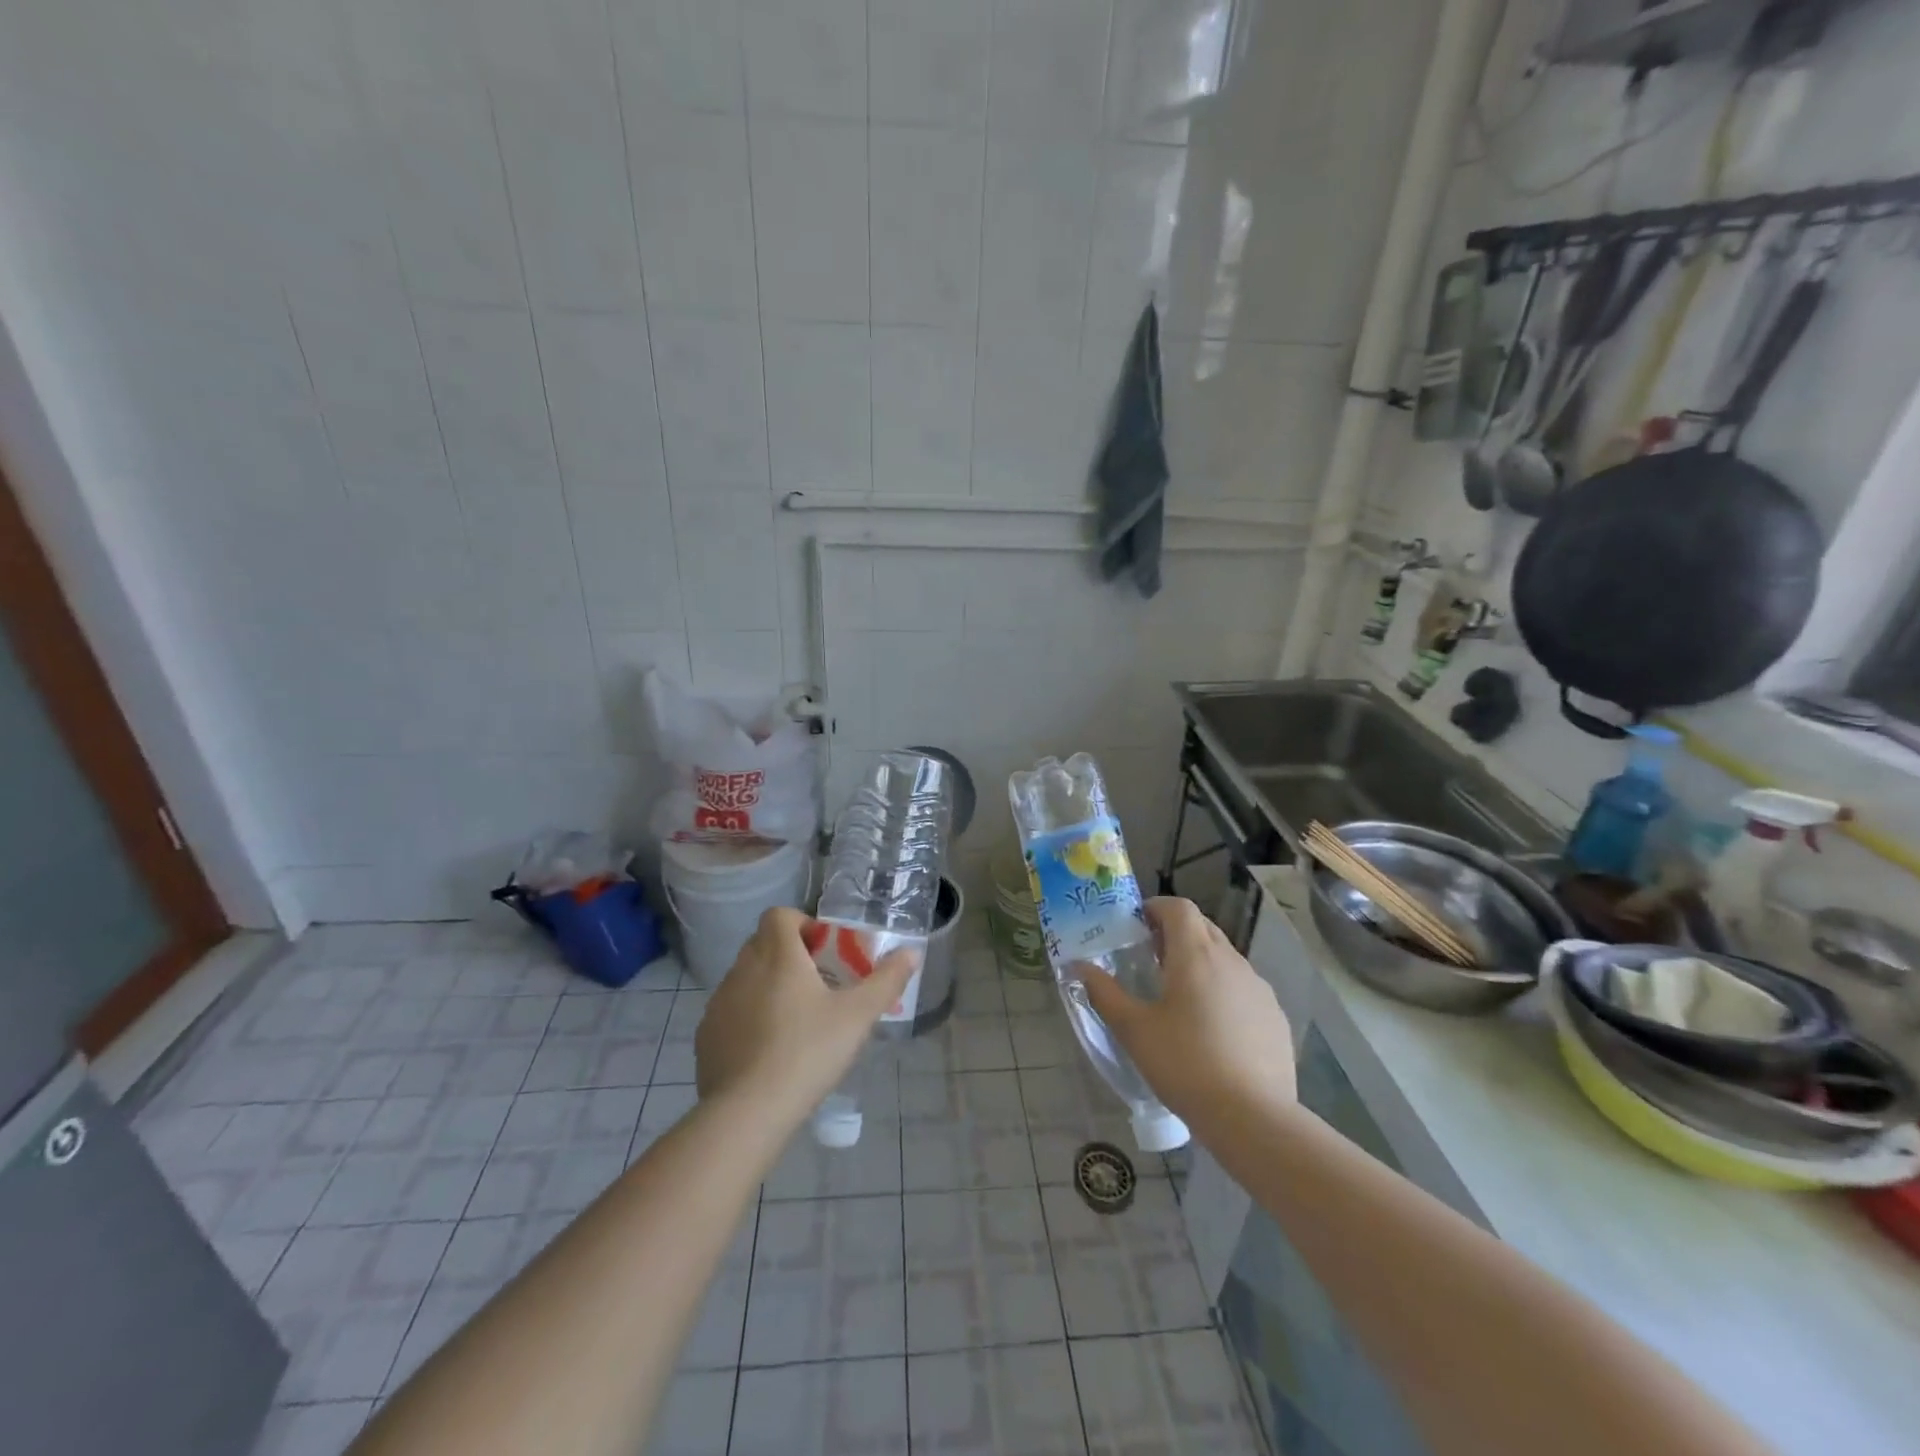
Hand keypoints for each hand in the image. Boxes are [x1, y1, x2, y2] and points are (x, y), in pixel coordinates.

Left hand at [695, 907, 918, 1117]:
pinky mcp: (705, 1035)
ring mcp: (719, 1002)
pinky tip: (768, 1050)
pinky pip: (730, 1011)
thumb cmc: (808, 1051)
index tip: (824, 950)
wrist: (747, 1112)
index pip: (779, 915)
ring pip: (745, 977)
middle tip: (817, 985)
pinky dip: (748, 1017)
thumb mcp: (858, 1016)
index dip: (802, 924)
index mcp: (778, 955)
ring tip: (794, 1020)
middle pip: (762, 944)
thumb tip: (911, 952)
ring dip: (767, 985)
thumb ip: (886, 980)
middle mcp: (743, 969)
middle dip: (789, 955)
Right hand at [1079, 897, 1294, 1125]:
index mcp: (1196, 954)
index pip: (1179, 907)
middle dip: (1176, 934)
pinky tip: (1214, 1031)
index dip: (1156, 908)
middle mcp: (1231, 961)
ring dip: (1201, 964)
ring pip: (1225, 958)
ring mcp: (1259, 988)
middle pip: (1203, 928)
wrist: (1253, 1118)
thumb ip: (1104, 993)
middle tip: (1152, 960)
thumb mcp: (1133, 1030)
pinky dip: (1225, 993)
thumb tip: (1078, 967)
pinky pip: (1244, 989)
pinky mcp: (1275, 1017)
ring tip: (1181, 998)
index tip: (1137, 926)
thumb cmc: (1185, 1064)